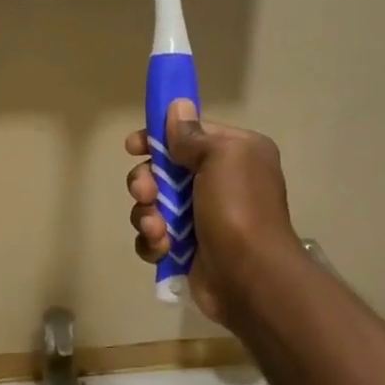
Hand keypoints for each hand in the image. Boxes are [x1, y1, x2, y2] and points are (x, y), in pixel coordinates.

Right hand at [126, 101, 299, 326]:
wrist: (250, 277)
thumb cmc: (238, 209)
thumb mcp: (221, 157)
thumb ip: (193, 134)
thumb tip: (177, 107)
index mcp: (234, 154)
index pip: (188, 135)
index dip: (157, 138)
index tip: (133, 146)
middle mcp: (219, 182)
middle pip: (162, 171)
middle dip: (146, 181)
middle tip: (146, 193)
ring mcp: (200, 218)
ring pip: (153, 205)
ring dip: (146, 214)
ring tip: (158, 229)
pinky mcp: (186, 249)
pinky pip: (154, 236)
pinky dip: (152, 241)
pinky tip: (162, 248)